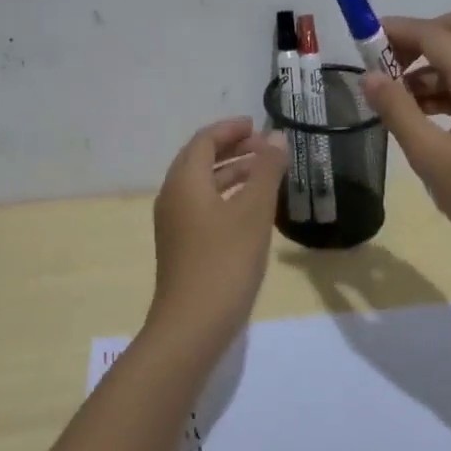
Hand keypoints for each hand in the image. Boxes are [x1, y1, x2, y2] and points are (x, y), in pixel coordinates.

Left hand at [148, 117, 288, 342]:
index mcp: (185, 181)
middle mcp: (173, 197)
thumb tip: (276, 138)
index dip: (230, 129)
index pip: (204, 140)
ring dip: (231, 172)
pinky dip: (226, 196)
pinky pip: (203, 206)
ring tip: (265, 173)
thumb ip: (266, 171)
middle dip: (232, 148)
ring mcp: (175, 224)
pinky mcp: (182, 246)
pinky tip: (251, 209)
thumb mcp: (253, 212)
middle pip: (200, 160)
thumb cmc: (225, 262)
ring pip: (202, 185)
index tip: (258, 125)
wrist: (192, 325)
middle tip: (265, 147)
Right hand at [362, 11, 450, 273]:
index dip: (396, 31)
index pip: (435, 34)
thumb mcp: (432, 159)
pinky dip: (445, 85)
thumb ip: (398, 111)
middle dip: (417, 38)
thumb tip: (370, 75)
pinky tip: (421, 117)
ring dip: (429, 64)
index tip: (360, 43)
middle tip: (384, 67)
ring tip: (395, 100)